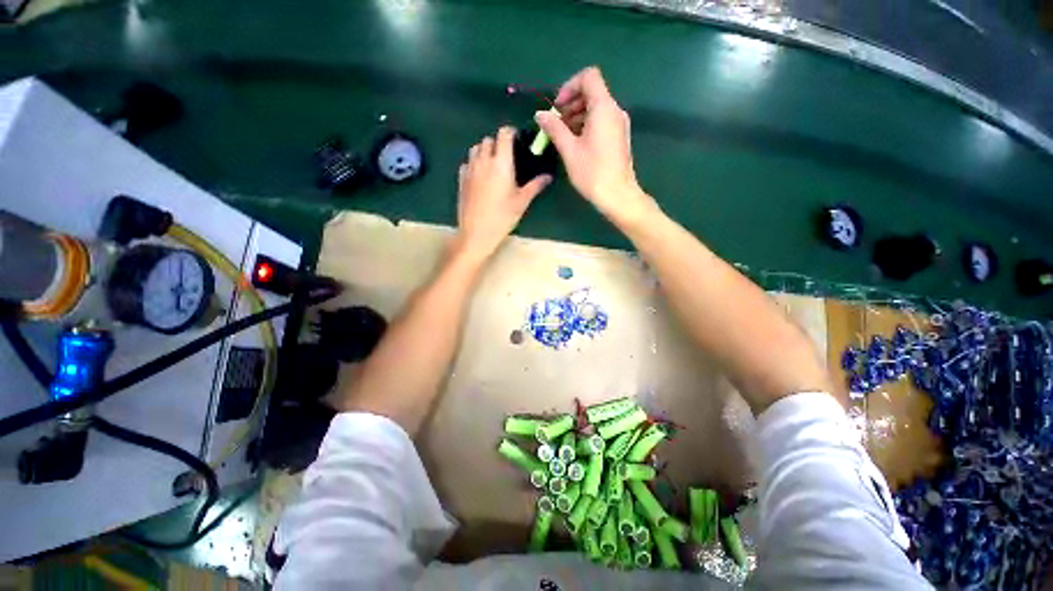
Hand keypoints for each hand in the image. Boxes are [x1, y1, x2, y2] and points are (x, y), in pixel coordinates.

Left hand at [455, 127, 551, 261]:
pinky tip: (481, 176)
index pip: (503, 134)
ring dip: (485, 151)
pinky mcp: (461, 179)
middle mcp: (483, 160)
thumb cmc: (502, 217)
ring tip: (493, 165)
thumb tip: (548, 176)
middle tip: (507, 157)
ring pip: (475, 149)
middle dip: (498, 143)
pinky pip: (467, 162)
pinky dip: (474, 163)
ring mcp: (470, 169)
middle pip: (488, 140)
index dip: (510, 133)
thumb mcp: (522, 202)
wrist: (477, 232)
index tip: (517, 140)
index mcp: (501, 163)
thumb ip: (535, 186)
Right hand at [536, 67, 657, 226]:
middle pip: (592, 92)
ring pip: (596, 108)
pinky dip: (586, 125)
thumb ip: (554, 128)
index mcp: (603, 108)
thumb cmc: (593, 172)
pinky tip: (575, 143)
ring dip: (576, 115)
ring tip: (562, 136)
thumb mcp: (569, 150)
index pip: (589, 77)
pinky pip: (601, 121)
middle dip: (570, 103)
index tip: (557, 107)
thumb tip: (540, 114)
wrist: (618, 195)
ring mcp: (619, 124)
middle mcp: (614, 111)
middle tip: (556, 123)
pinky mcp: (619, 137)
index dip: (570, 86)